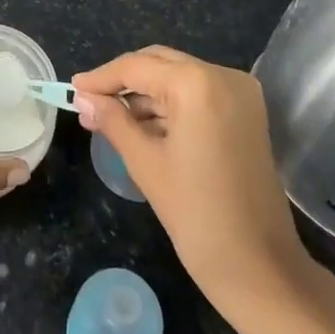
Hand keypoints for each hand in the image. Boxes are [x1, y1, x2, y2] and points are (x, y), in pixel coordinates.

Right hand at [72, 46, 315, 313]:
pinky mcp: (246, 114)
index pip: (137, 67)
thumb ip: (112, 120)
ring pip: (177, 78)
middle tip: (88, 102)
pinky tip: (141, 126)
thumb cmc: (197, 215)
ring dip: (144, 94)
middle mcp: (223, 76)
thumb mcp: (145, 163)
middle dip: (123, 82)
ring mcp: (240, 94)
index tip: (72, 89)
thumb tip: (83, 97)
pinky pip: (197, 95)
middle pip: (159, 63)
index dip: (101, 78)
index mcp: (197, 83)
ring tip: (109, 119)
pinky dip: (169, 105)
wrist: (261, 270)